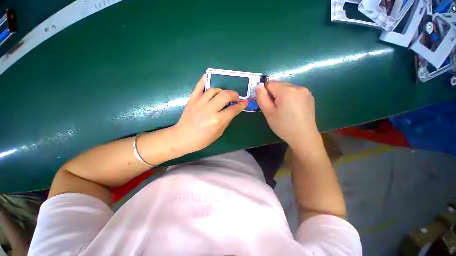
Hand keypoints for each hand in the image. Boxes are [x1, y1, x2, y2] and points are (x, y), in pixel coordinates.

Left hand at [174, 75, 245, 152]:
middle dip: (234, 94)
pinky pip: (199, 86)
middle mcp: (210, 109)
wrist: (182, 137)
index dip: (241, 105)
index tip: (244, 103)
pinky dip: (205, 80)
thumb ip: (227, 120)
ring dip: (222, 91)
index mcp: (217, 121)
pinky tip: (210, 77)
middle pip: (225, 95)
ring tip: (223, 95)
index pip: (233, 109)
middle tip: (236, 97)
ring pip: (214, 90)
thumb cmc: (202, 139)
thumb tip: (233, 110)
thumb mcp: (218, 133)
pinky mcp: (192, 99)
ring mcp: (200, 102)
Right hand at [256, 81, 318, 147]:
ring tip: (284, 110)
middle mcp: (298, 87)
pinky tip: (292, 109)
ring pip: (286, 88)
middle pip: (279, 85)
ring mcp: (306, 91)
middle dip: (274, 94)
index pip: (270, 84)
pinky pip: (294, 92)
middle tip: (276, 109)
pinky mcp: (309, 96)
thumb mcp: (268, 113)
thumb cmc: (283, 126)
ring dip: (282, 96)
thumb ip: (261, 98)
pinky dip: (290, 97)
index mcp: (287, 91)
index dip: (266, 94)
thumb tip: (258, 86)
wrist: (304, 137)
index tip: (268, 105)